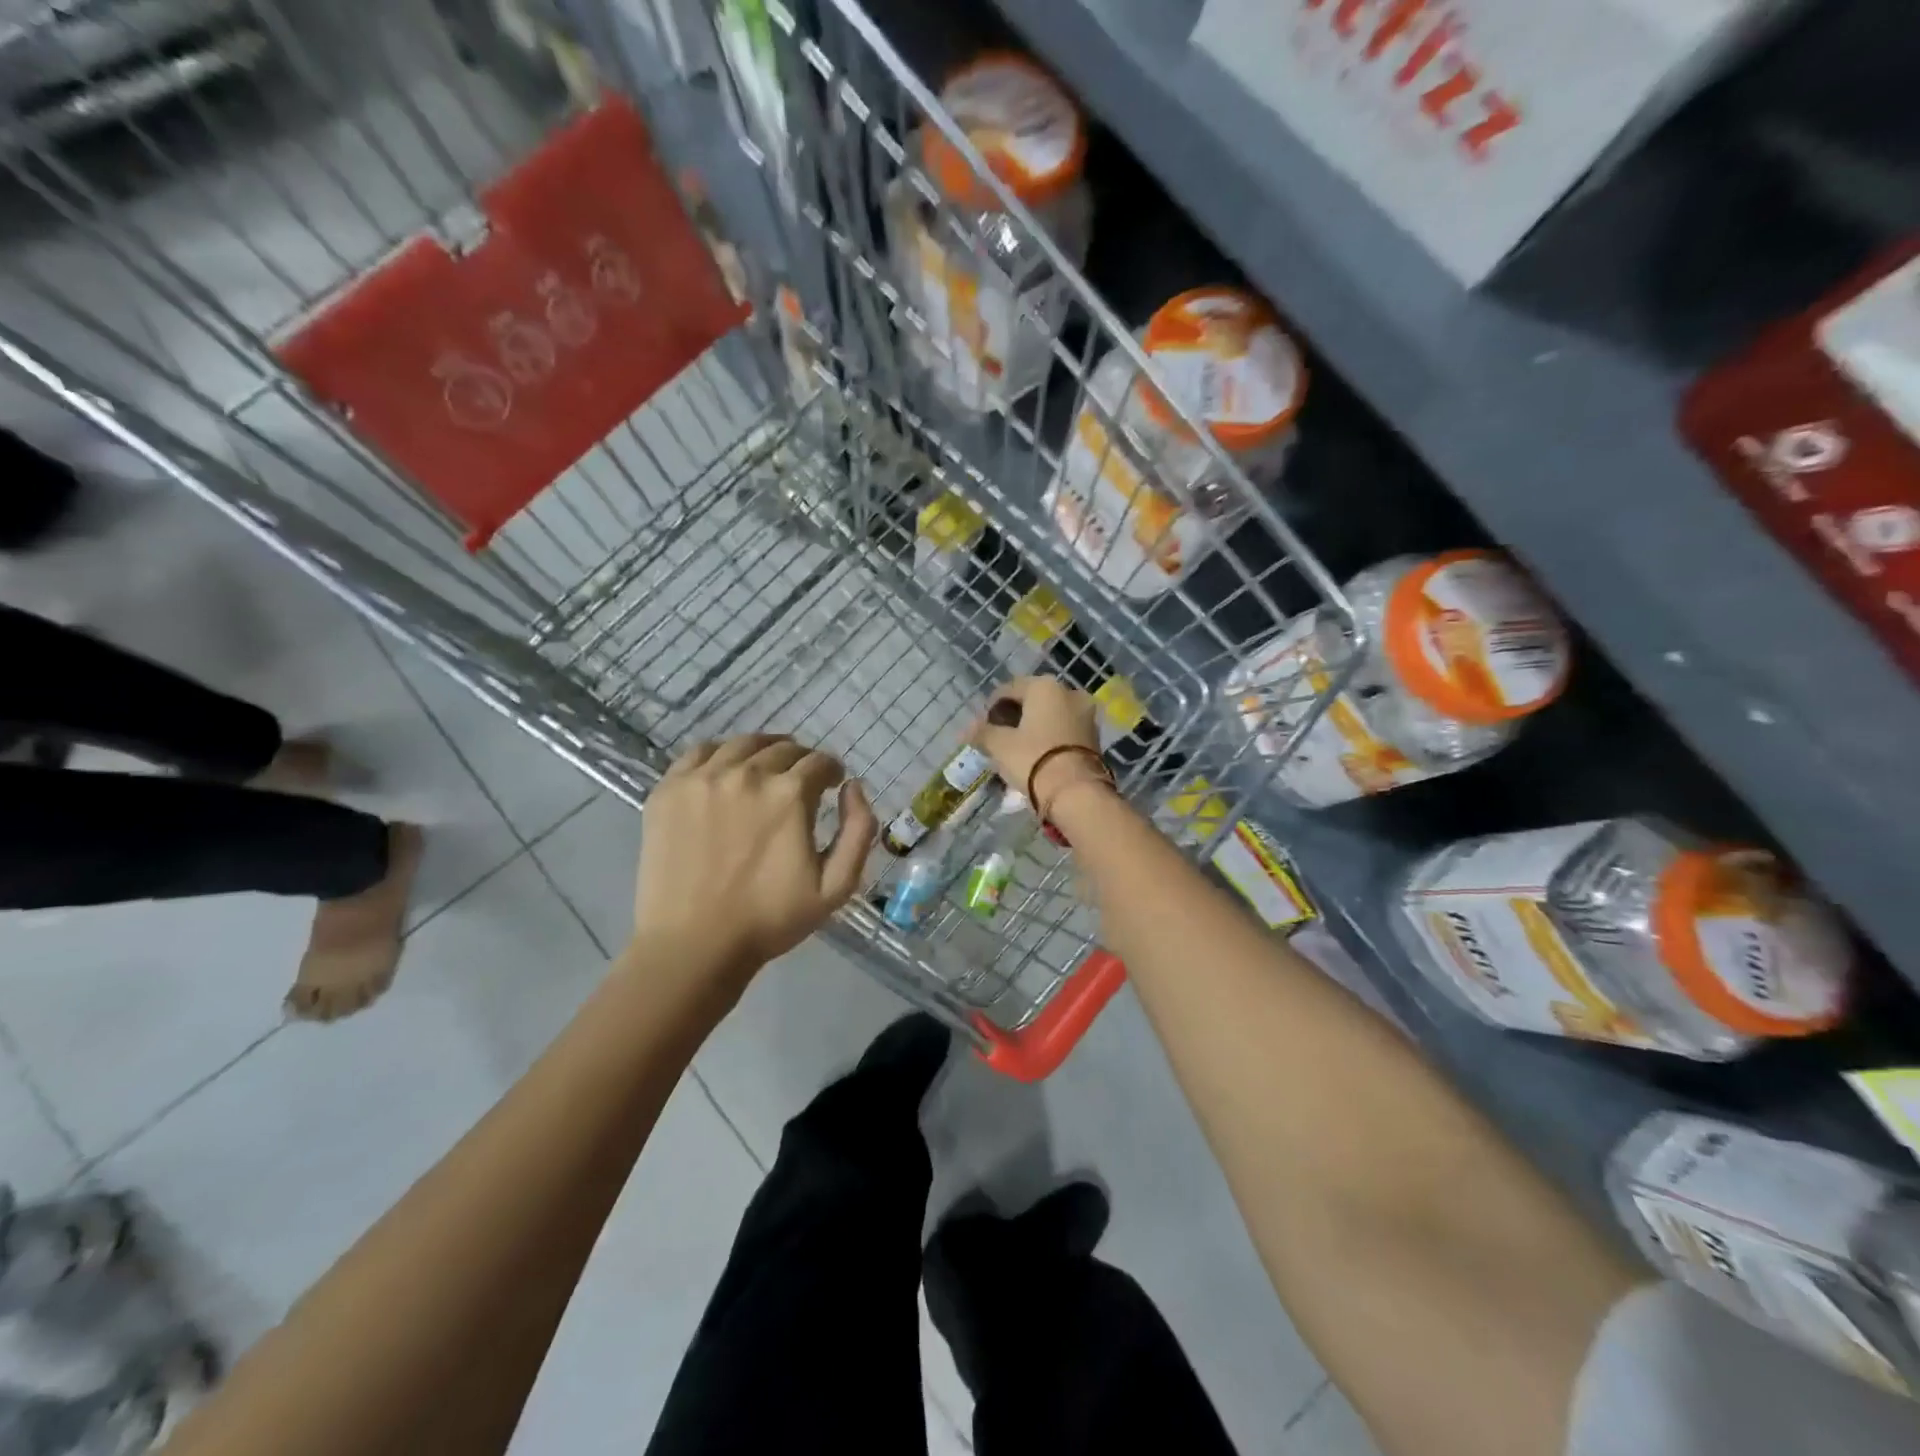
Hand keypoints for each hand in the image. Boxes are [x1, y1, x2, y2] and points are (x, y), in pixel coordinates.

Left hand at [633, 735, 876, 976]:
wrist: (694, 944)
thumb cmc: (770, 919)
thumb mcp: (836, 886)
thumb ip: (859, 830)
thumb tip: (853, 787)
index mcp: (789, 795)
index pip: (819, 762)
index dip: (831, 771)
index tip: (831, 785)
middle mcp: (747, 774)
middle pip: (783, 748)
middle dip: (801, 761)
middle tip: (801, 782)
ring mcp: (703, 778)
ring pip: (743, 744)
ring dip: (764, 752)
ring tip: (765, 770)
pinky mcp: (669, 789)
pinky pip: (700, 752)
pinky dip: (721, 754)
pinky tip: (726, 772)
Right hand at [974, 677, 1109, 818]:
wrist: (1076, 792)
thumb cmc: (1033, 758)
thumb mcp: (1000, 745)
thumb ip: (982, 732)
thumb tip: (966, 729)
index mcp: (1045, 686)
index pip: (1009, 689)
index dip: (991, 707)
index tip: (982, 727)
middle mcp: (1069, 692)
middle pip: (1033, 701)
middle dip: (1014, 717)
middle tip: (998, 738)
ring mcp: (1086, 714)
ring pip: (1051, 716)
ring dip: (1033, 728)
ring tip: (1017, 750)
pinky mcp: (1095, 737)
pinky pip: (1065, 731)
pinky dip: (1050, 738)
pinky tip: (1037, 756)